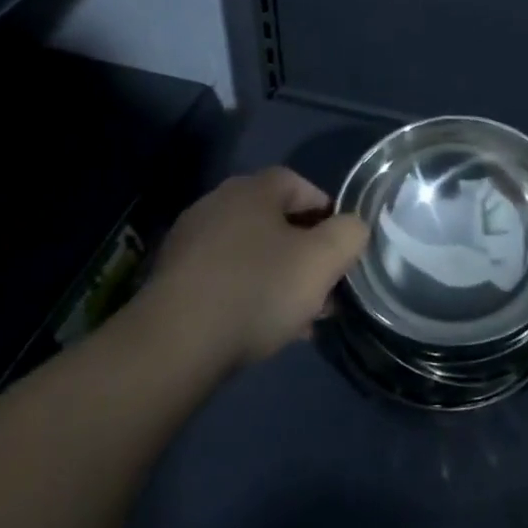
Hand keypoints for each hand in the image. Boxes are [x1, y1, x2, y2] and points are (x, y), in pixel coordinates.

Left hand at [139, 169, 369, 369]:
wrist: (175, 343)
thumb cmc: (257, 289)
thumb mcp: (322, 261)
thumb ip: (349, 235)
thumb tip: (352, 227)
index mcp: (254, 189)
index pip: (301, 185)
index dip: (327, 213)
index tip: (341, 248)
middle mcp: (219, 203)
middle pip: (276, 221)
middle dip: (305, 253)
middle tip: (324, 288)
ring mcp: (191, 241)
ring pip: (252, 253)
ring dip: (279, 278)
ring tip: (299, 318)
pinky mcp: (174, 279)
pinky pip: (225, 278)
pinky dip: (248, 294)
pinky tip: (262, 329)